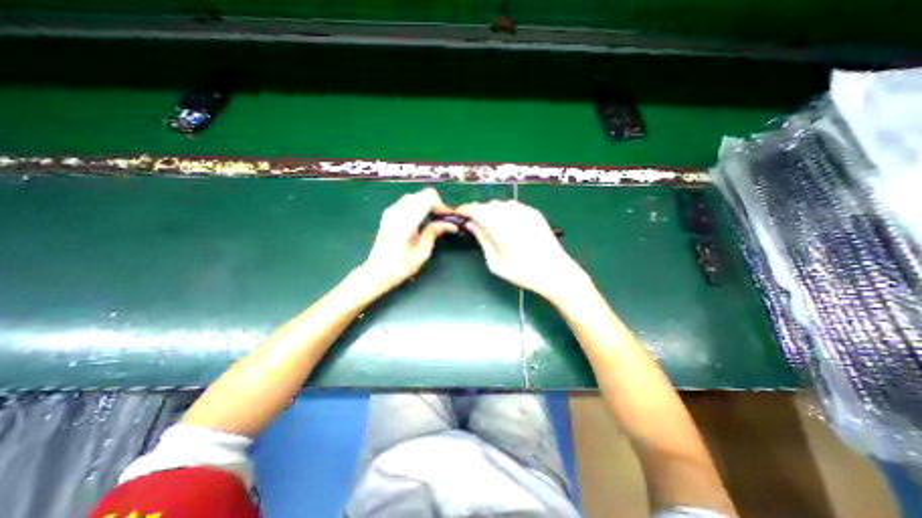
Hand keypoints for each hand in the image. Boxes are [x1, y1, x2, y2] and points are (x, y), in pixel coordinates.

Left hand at [361, 188, 458, 291]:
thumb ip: (434, 233)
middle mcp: (397, 211)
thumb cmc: (400, 266)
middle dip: (436, 204)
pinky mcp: (388, 214)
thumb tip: (449, 224)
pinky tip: (421, 220)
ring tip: (434, 220)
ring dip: (427, 204)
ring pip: (415, 196)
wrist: (377, 272)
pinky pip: (407, 202)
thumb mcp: (422, 252)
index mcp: (406, 220)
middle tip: (443, 219)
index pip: (428, 198)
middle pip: (423, 194)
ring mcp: (391, 211)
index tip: (449, 218)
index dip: (442, 206)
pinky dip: (418, 206)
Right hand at [454, 199, 588, 302]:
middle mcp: (511, 213)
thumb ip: (482, 239)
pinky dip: (504, 211)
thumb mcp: (495, 262)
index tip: (457, 214)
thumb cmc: (522, 272)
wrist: (555, 272)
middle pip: (487, 205)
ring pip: (500, 204)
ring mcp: (524, 211)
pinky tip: (505, 222)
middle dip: (477, 211)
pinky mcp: (533, 212)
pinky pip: (512, 206)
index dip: (464, 210)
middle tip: (472, 224)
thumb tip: (469, 224)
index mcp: (499, 226)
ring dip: (490, 211)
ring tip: (488, 224)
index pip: (476, 209)